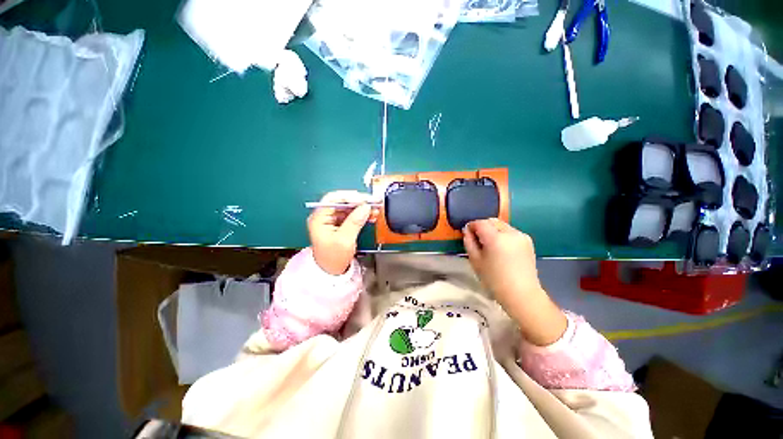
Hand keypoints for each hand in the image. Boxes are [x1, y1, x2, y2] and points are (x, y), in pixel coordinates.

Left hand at [307, 191, 378, 274]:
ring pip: (349, 208)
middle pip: (342, 202)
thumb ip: (355, 222)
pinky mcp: (340, 225)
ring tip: (376, 210)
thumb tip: (366, 207)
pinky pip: (352, 215)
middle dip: (359, 202)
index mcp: (319, 218)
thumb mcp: (344, 240)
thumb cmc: (333, 258)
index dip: (349, 197)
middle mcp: (325, 216)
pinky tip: (372, 215)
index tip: (364, 200)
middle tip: (374, 203)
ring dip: (363, 208)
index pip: (333, 199)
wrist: (332, 273)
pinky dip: (362, 215)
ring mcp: (333, 220)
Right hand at [463, 218, 542, 303]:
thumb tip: (467, 230)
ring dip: (493, 230)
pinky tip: (501, 248)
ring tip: (489, 244)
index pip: (480, 223)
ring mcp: (521, 236)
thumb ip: (469, 242)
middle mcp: (510, 233)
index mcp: (496, 238)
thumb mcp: (475, 261)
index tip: (467, 233)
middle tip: (477, 239)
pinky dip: (502, 235)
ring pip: (501, 225)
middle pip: (492, 221)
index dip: (471, 225)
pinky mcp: (528, 241)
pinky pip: (510, 232)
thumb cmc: (494, 280)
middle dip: (482, 226)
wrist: (521, 294)